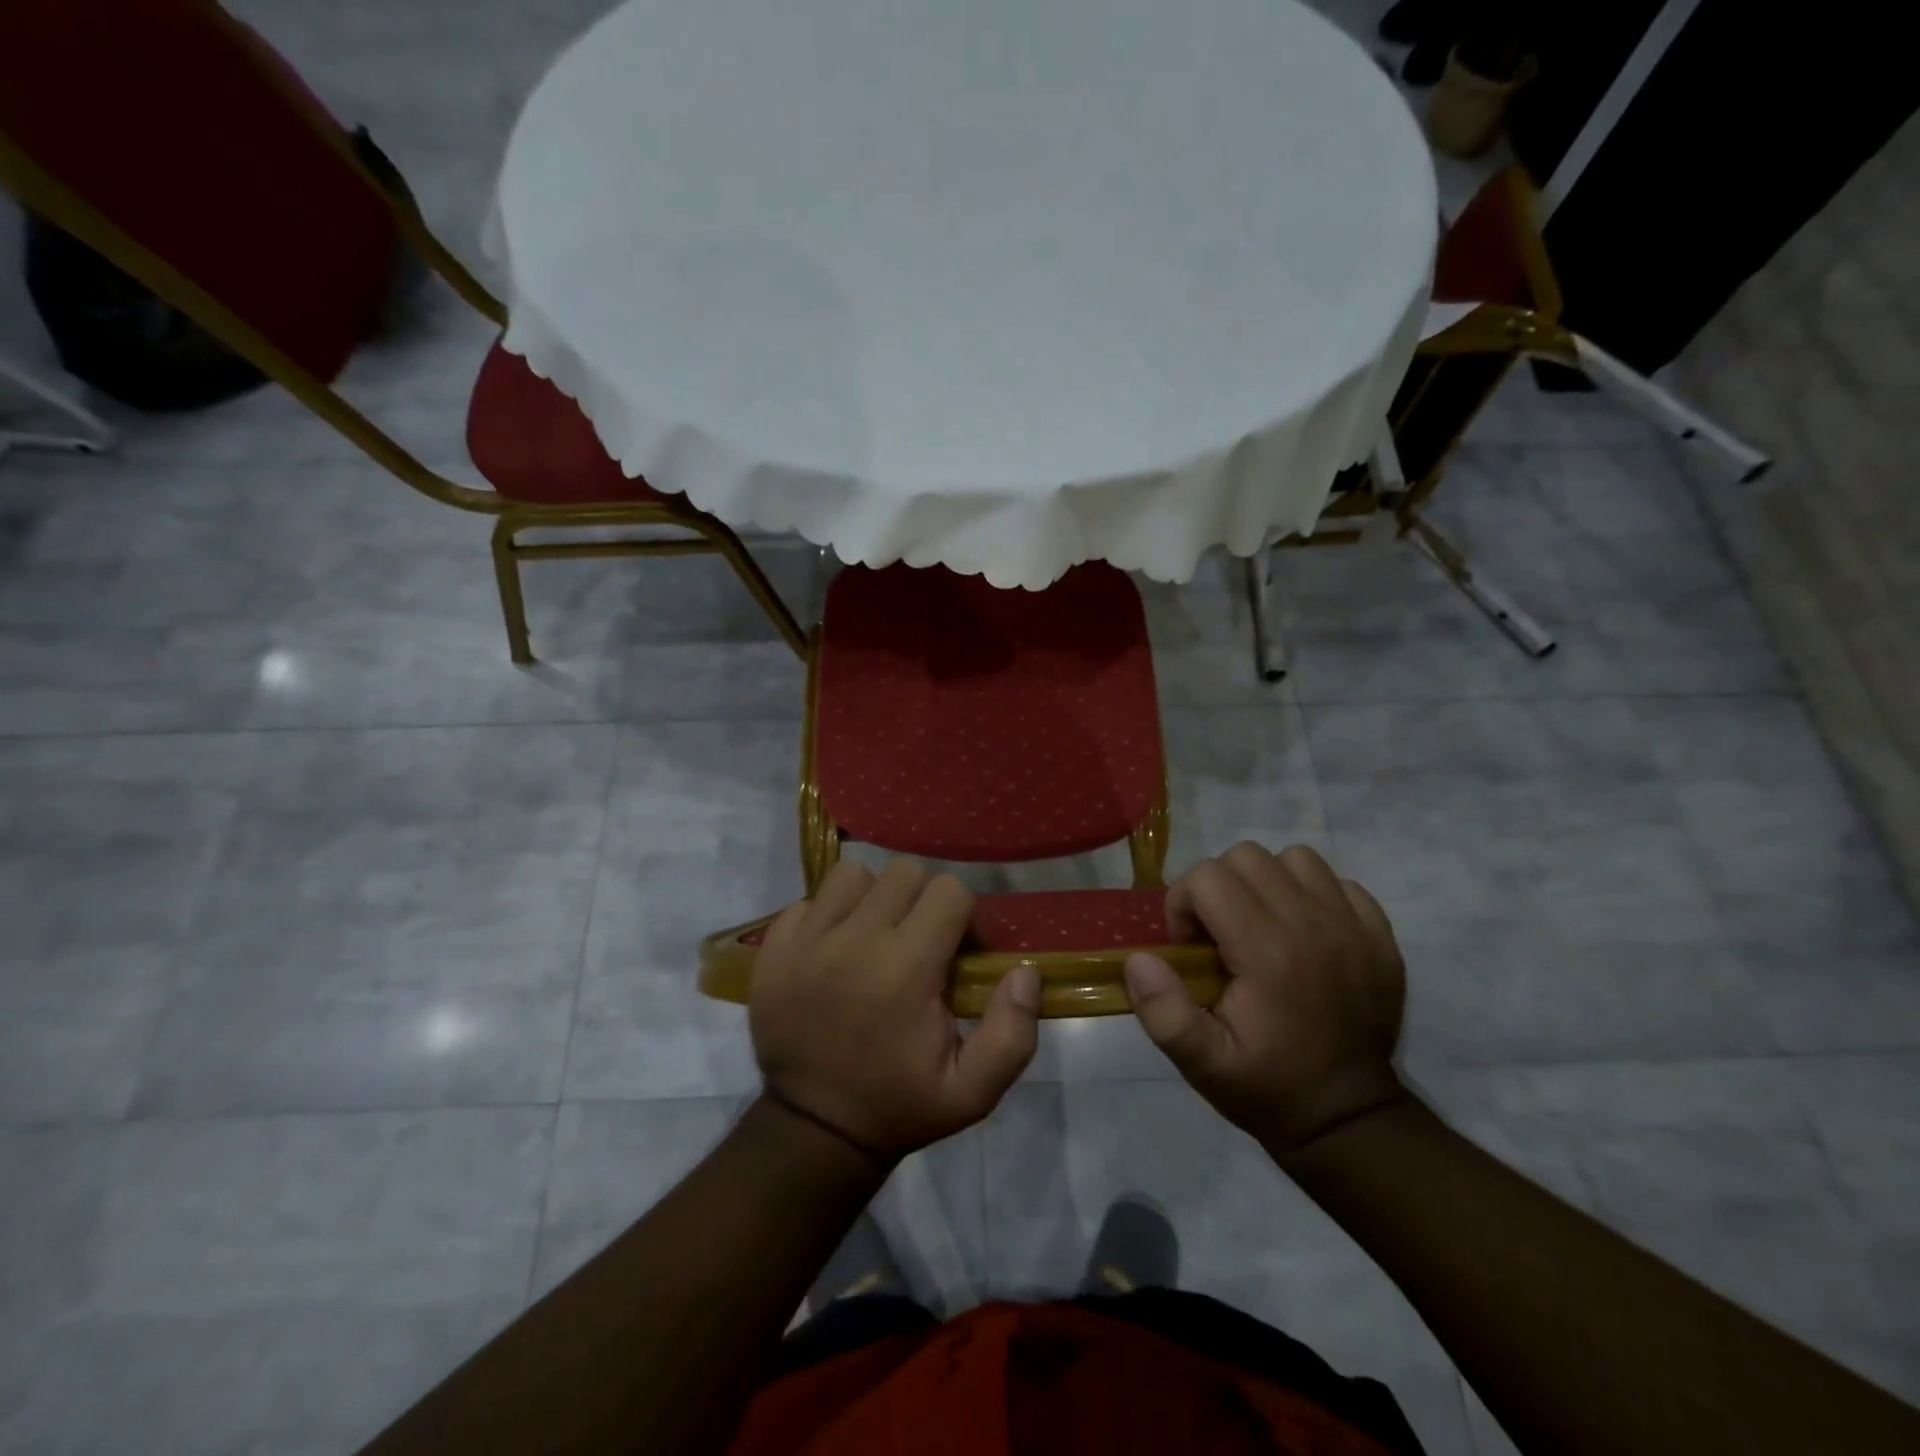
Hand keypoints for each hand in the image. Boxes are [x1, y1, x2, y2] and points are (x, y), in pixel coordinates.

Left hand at [750, 858, 1040, 1163]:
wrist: (814, 1129)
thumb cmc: (900, 1104)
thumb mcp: (973, 1090)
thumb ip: (1012, 1032)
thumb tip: (1024, 971)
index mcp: (906, 969)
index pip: (949, 891)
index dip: (964, 916)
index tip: (958, 952)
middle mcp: (854, 941)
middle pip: (904, 872)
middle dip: (922, 900)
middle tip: (919, 941)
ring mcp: (807, 941)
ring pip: (853, 875)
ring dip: (873, 897)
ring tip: (875, 936)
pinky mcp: (774, 948)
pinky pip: (807, 900)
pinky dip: (827, 914)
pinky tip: (834, 949)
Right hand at [1124, 842, 1408, 1155]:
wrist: (1350, 1118)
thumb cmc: (1268, 1087)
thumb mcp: (1202, 1064)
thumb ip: (1163, 1012)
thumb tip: (1140, 959)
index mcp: (1269, 953)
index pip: (1209, 877)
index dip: (1184, 904)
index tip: (1189, 948)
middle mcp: (1314, 925)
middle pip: (1247, 857)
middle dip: (1218, 887)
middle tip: (1218, 935)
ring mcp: (1353, 927)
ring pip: (1294, 859)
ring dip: (1266, 883)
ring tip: (1259, 925)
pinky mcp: (1380, 935)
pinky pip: (1338, 882)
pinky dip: (1312, 895)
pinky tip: (1302, 933)